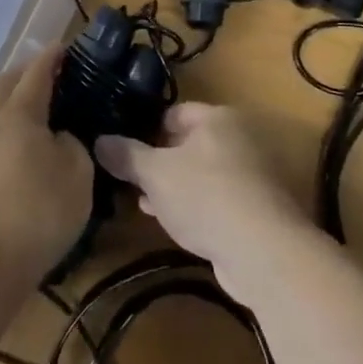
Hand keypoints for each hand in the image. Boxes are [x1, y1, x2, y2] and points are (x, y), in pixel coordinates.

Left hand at [0, 47, 92, 287]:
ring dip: (18, 106)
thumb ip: (73, 146)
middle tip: (53, 74)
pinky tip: (28, 153)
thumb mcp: (77, 174)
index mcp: (20, 113)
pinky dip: (12, 135)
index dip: (53, 57)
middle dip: (28, 74)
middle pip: (7, 86)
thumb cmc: (37, 210)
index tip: (66, 46)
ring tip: (45, 116)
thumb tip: (61, 139)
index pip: (37, 72)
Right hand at [95, 103, 311, 303]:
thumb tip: (99, 141)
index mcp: (218, 117)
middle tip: (133, 180)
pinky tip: (175, 224)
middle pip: (191, 143)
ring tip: (147, 203)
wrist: (263, 251)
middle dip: (161, 162)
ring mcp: (254, 174)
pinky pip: (218, 199)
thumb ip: (126, 156)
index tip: (126, 149)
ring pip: (204, 173)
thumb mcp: (155, 174)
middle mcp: (241, 138)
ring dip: (177, 187)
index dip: (148, 129)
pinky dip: (197, 206)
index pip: (176, 113)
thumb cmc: (205, 196)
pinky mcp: (259, 208)